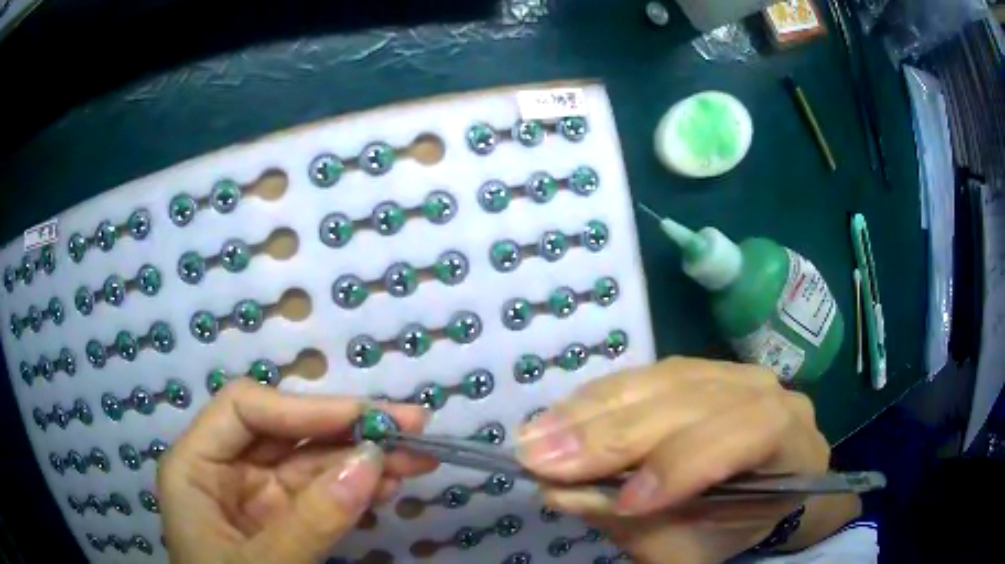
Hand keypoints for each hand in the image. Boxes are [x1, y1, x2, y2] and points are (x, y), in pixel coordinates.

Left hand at [158, 380, 436, 563]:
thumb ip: (312, 521)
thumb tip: (372, 461)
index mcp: (194, 466)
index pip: (244, 409)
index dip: (304, 408)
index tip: (366, 419)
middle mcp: (223, 470)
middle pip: (286, 431)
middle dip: (348, 429)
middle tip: (413, 424)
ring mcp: (256, 497)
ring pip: (312, 462)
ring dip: (364, 459)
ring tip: (418, 458)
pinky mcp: (283, 521)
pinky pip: (322, 495)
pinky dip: (357, 490)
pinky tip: (390, 486)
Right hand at [517, 357, 841, 563]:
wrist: (762, 492)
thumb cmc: (732, 527)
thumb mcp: (689, 548)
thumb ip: (637, 527)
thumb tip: (562, 492)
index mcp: (788, 442)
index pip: (747, 434)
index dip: (685, 463)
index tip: (622, 502)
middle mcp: (766, 392)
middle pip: (692, 402)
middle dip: (614, 435)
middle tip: (541, 457)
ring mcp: (731, 372)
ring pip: (662, 380)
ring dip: (593, 410)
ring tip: (537, 435)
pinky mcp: (697, 368)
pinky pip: (646, 374)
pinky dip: (599, 397)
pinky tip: (562, 414)